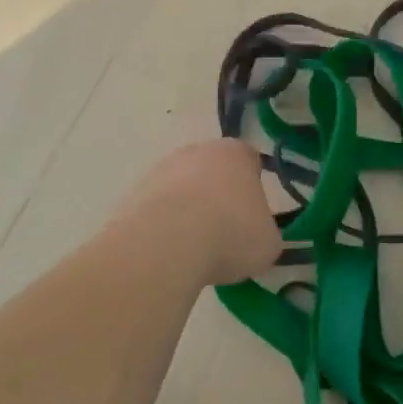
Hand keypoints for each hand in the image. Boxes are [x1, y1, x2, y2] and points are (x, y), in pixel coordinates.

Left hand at [119, 139, 281, 287]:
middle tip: (224, 233)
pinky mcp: (134, 193)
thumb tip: (255, 237)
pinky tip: (168, 252)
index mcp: (236, 153)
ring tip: (193, 250)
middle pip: (212, 171)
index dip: (252, 187)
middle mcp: (198, 151)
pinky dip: (163, 227)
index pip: (250, 161)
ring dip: (187, 211)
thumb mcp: (268, 243)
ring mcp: (161, 169)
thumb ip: (265, 233)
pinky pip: (157, 209)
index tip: (252, 216)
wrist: (166, 243)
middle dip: (217, 197)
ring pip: (182, 189)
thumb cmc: (230, 233)